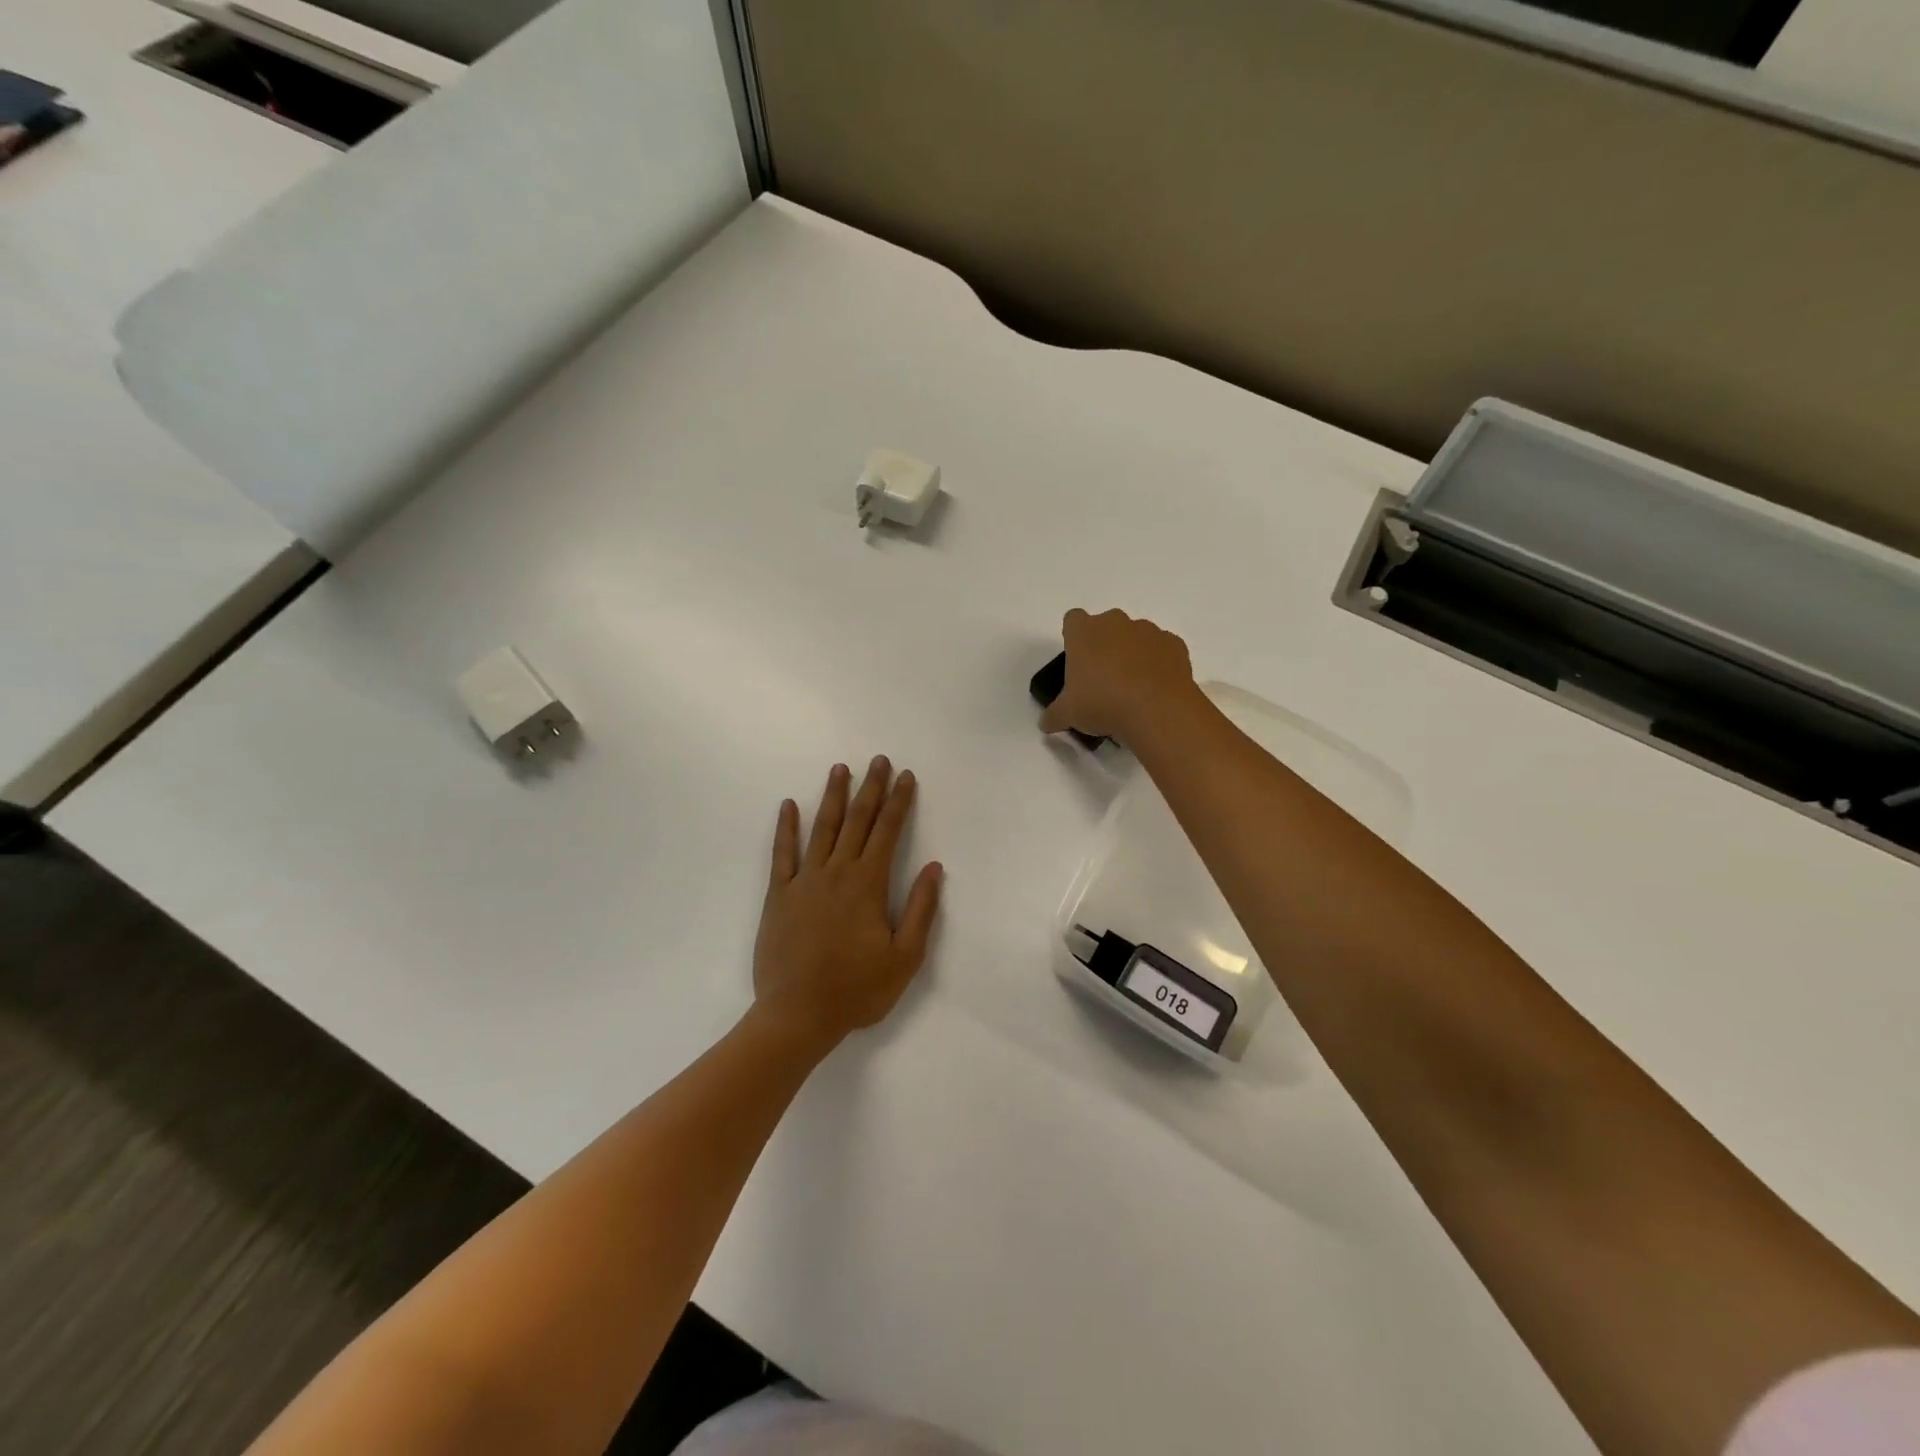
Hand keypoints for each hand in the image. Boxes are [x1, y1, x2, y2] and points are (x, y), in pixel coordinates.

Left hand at [752, 757, 943, 1050]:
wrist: (797, 1015)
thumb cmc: (857, 989)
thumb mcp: (904, 957)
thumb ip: (920, 909)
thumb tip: (934, 868)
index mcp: (868, 884)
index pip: (888, 831)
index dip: (899, 801)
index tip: (906, 776)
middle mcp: (837, 872)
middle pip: (857, 820)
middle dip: (871, 788)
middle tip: (878, 760)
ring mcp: (804, 880)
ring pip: (822, 828)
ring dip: (832, 796)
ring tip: (840, 768)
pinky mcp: (779, 895)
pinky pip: (782, 853)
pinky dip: (786, 828)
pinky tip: (788, 806)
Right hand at [1038, 608, 1198, 741]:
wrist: (1157, 710)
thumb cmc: (1102, 704)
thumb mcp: (1068, 715)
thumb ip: (1054, 715)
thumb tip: (1047, 723)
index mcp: (1084, 632)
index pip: (1073, 620)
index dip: (1074, 638)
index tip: (1077, 662)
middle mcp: (1115, 623)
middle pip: (1105, 626)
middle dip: (1104, 646)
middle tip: (1102, 679)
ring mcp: (1148, 630)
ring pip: (1135, 636)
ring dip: (1131, 654)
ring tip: (1132, 688)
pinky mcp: (1174, 644)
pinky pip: (1161, 649)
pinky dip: (1157, 663)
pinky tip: (1154, 689)